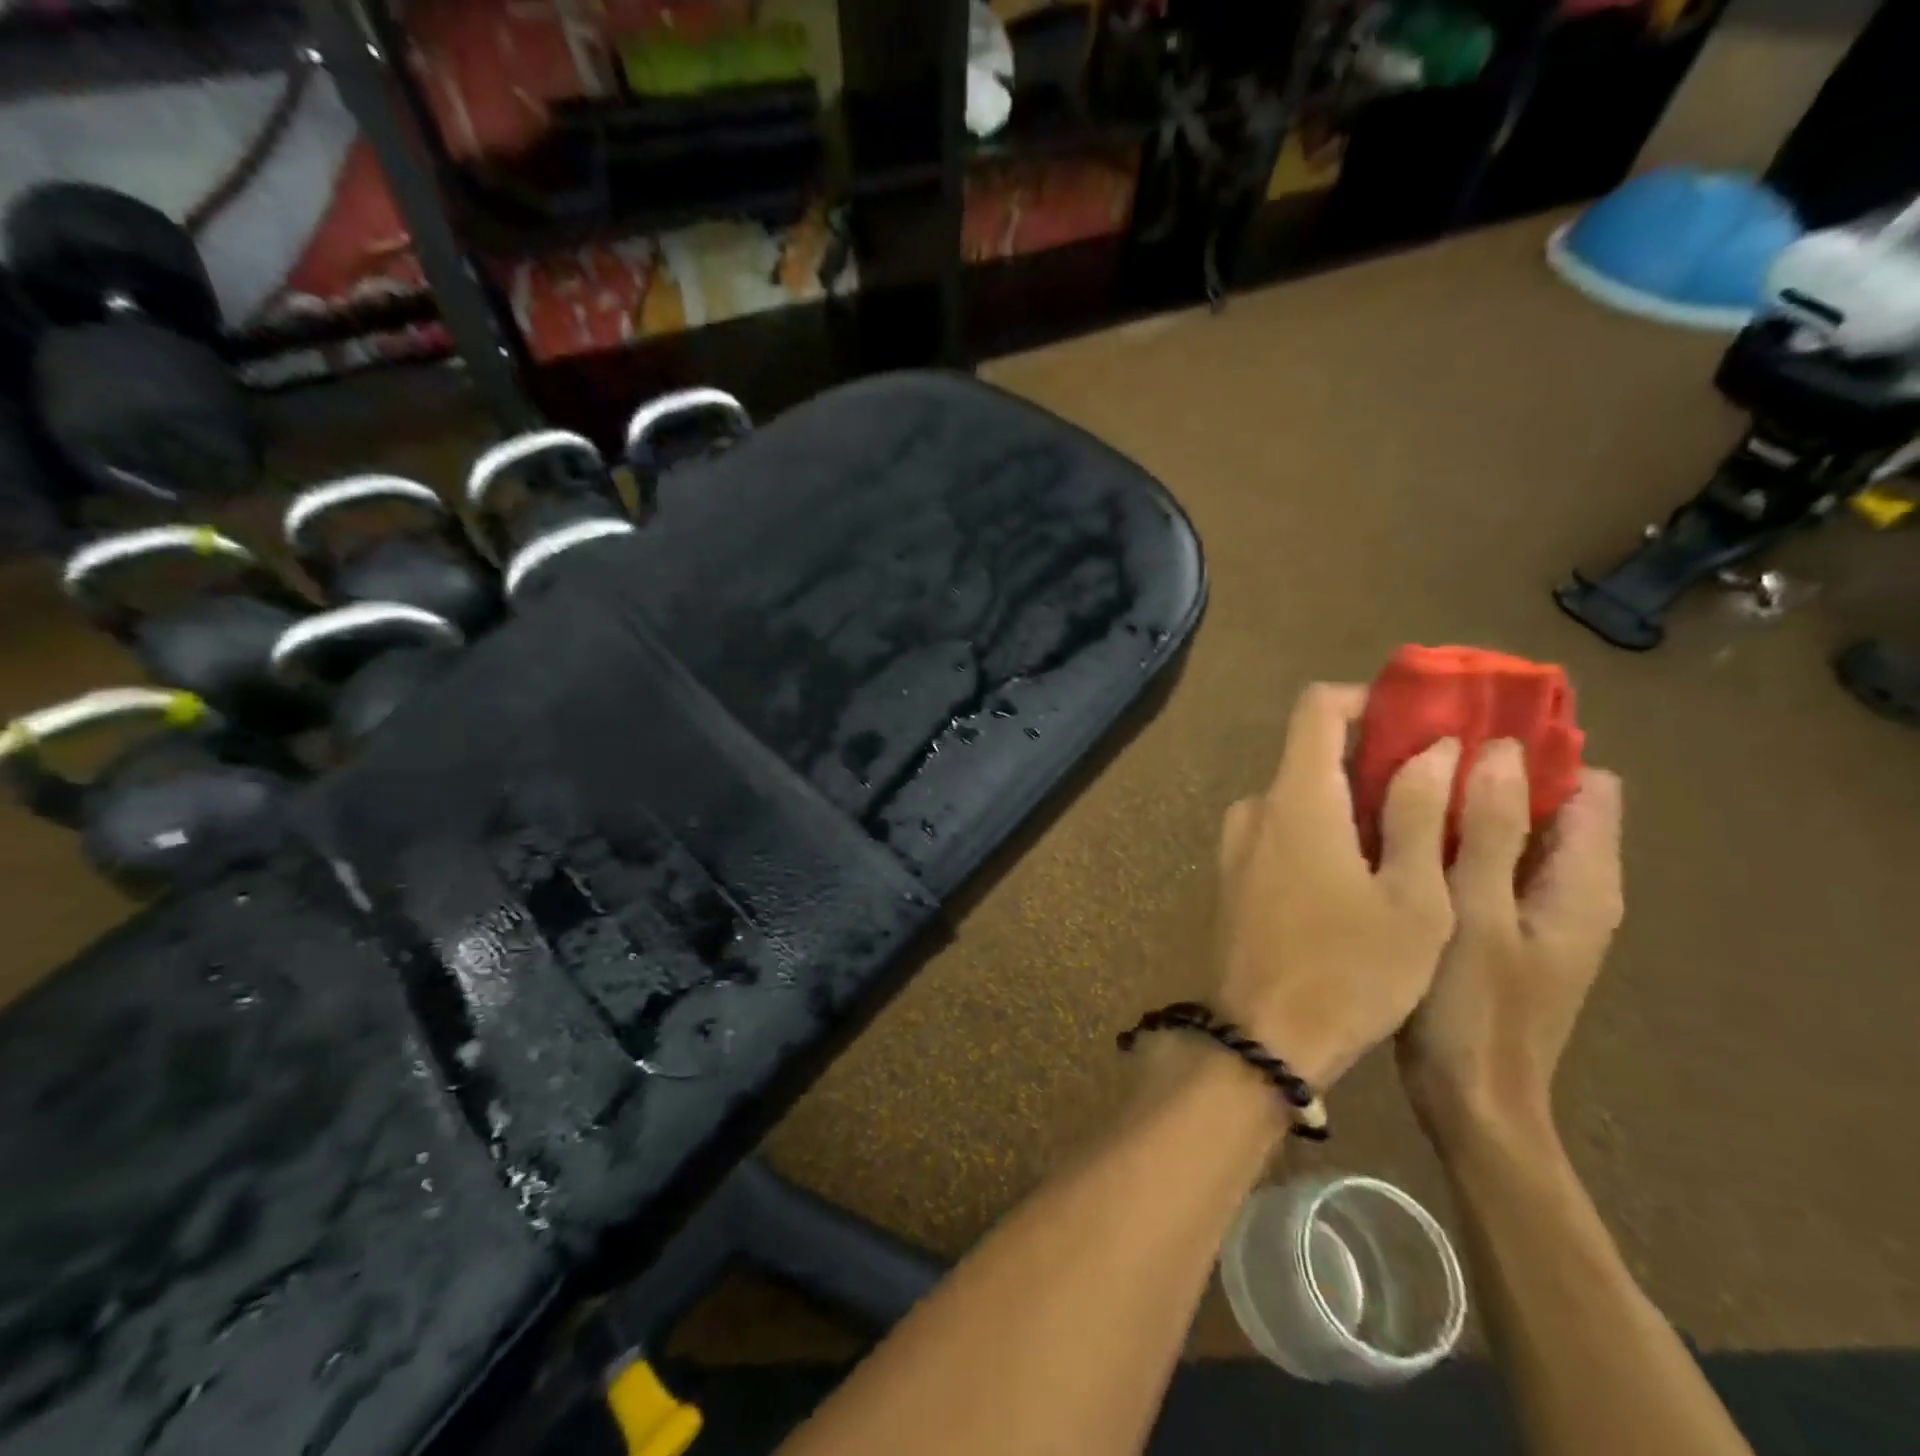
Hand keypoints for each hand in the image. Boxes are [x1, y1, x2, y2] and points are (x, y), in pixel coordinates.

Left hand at [1214, 683, 1459, 1088]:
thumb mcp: (1412, 898)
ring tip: (1415, 833)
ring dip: (1352, 800)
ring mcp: (1236, 842)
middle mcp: (1255, 808)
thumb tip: (1434, 747)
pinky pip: (1282, 830)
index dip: (1368, 700)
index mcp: (1294, 799)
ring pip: (1300, 796)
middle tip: (1440, 784)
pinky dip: (1324, 830)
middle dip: (1374, 757)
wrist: (1262, 1039)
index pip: (1317, 708)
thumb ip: (1420, 812)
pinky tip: (1366, 871)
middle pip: (1311, 752)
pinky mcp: (1233, 874)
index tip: (1419, 722)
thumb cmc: (1350, 972)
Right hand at [1398, 741, 1624, 1148]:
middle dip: (1485, 771)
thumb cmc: (1474, 1010)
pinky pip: (1477, 861)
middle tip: (1414, 753)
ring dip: (1459, 805)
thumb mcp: (1477, 916)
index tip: (1464, 730)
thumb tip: (1495, 750)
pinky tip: (1394, 836)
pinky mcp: (1495, 923)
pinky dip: (1445, 839)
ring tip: (1395, 784)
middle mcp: (1568, 886)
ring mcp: (1530, 908)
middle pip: (1542, 802)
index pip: (1586, 784)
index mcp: (1582, 881)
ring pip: (1503, 831)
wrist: (1468, 1101)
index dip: (1533, 751)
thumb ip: (1489, 833)